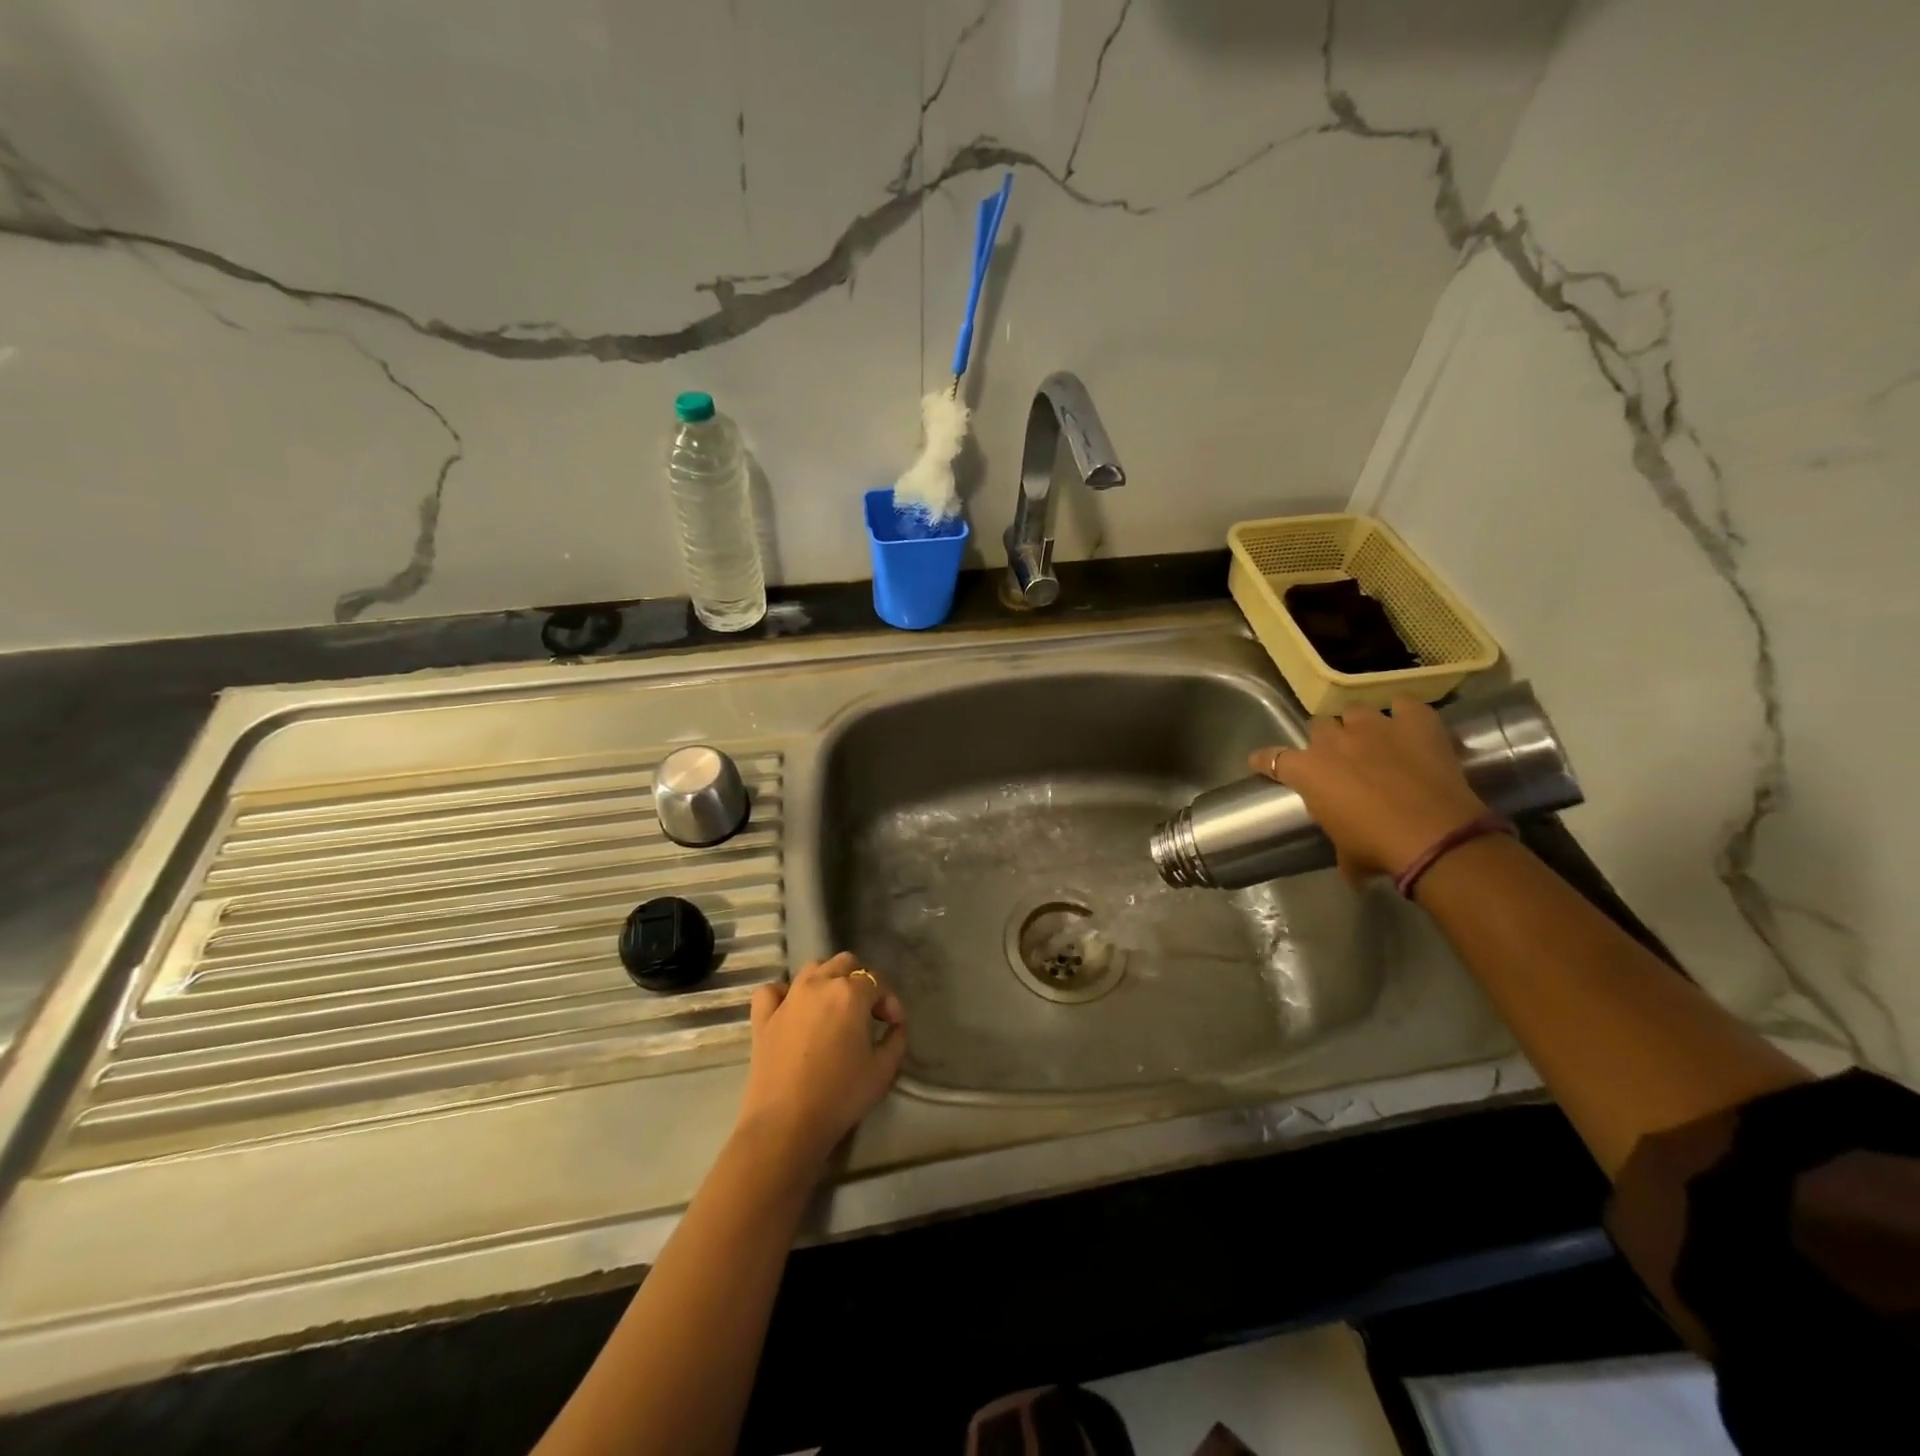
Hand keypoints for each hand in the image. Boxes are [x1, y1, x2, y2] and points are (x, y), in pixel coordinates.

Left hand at [732, 953, 906, 1178]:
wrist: (785, 1125)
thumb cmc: (840, 1096)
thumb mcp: (883, 1071)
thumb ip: (896, 1041)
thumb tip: (895, 1027)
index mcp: (850, 993)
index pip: (877, 982)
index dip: (890, 1001)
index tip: (894, 1026)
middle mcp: (818, 984)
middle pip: (845, 964)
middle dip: (860, 981)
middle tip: (866, 1013)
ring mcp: (788, 998)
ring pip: (811, 969)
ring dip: (827, 980)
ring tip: (834, 1008)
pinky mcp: (763, 1018)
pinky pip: (773, 991)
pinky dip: (784, 994)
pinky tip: (792, 1010)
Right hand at [1249, 697, 1488, 882]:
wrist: (1434, 837)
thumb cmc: (1377, 848)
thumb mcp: (1346, 853)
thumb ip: (1338, 843)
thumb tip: (1350, 869)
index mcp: (1308, 771)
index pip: (1272, 758)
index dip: (1265, 760)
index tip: (1261, 762)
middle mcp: (1334, 741)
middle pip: (1319, 727)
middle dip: (1326, 741)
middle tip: (1339, 759)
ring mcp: (1374, 726)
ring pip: (1356, 712)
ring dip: (1360, 725)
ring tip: (1374, 741)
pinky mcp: (1414, 722)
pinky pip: (1404, 704)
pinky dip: (1405, 714)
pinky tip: (1409, 725)